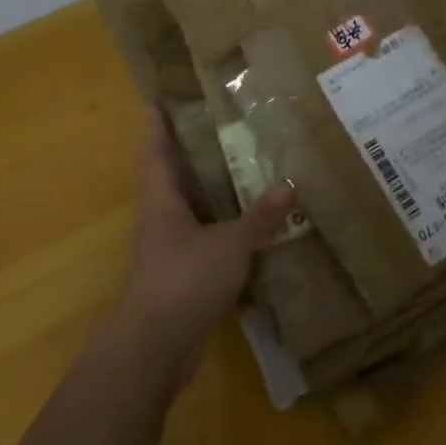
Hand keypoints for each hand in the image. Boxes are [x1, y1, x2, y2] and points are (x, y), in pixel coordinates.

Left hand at [120, 108, 294, 382]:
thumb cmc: (185, 279)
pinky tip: (256, 225)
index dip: (158, 124)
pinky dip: (228, 229)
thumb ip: (259, 216)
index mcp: (162, 200)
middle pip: (175, 177)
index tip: (161, 97)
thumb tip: (289, 185)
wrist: (157, 347)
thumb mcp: (230, 243)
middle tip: (225, 125)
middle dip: (194, 153)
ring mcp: (170, 249)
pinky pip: (208, 240)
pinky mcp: (184, 275)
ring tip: (248, 168)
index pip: (156, 151)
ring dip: (215, 192)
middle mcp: (161, 219)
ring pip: (194, 209)